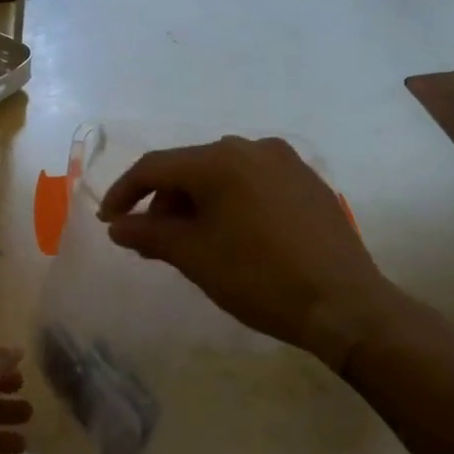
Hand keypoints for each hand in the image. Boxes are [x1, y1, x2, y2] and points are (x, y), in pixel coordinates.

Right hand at [97, 136, 408, 369]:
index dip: (124, 193)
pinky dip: (229, 202)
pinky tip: (232, 235)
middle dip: (163, 202)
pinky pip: (253, 183)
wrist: (345, 305)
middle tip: (152, 240)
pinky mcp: (307, 182)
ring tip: (191, 242)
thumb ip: (147, 234)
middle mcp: (252, 148)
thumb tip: (117, 226)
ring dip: (196, 203)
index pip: (154, 167)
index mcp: (219, 160)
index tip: (109, 221)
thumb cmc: (258, 278)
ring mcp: (285, 162)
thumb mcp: (193, 256)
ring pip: (221, 174)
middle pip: (189, 168)